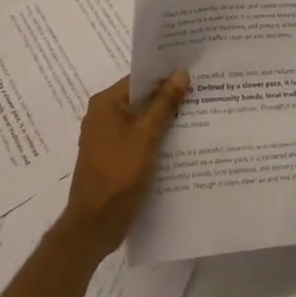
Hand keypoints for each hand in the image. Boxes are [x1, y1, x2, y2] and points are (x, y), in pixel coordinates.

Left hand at [58, 72, 189, 257]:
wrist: (95, 224)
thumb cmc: (118, 173)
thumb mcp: (146, 135)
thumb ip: (164, 103)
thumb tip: (181, 72)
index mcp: (105, 103)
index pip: (139, 78)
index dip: (165, 74)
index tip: (192, 71)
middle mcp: (102, 114)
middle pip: (140, 98)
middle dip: (168, 96)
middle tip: (200, 91)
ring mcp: (106, 137)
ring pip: (140, 119)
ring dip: (163, 118)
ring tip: (197, 113)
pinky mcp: (113, 156)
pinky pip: (137, 137)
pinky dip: (155, 136)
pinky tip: (180, 140)